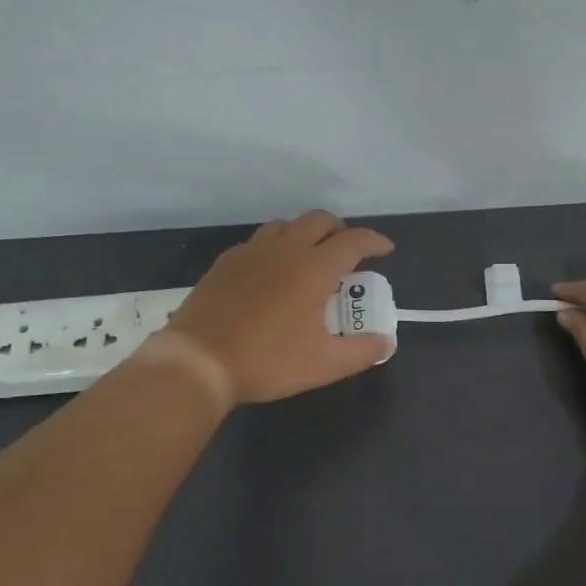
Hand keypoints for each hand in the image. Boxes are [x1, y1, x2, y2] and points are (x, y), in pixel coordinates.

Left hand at [165, 210, 395, 405]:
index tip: (385, 250)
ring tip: (311, 256)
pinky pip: (258, 241)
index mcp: (314, 267)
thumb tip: (385, 341)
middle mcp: (286, 249)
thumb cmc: (268, 360)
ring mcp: (252, 251)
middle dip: (341, 229)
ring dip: (306, 233)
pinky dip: (276, 246)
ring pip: (286, 225)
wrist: (199, 361)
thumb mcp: (324, 365)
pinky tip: (271, 271)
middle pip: (320, 220)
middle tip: (349, 251)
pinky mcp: (226, 262)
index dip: (375, 241)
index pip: (354, 240)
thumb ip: (362, 351)